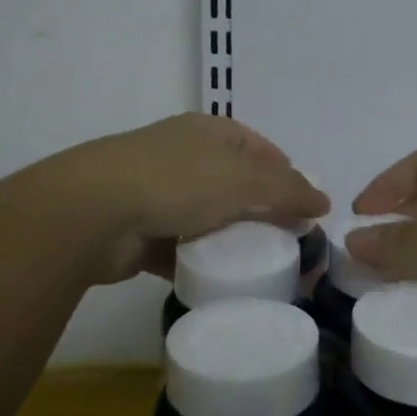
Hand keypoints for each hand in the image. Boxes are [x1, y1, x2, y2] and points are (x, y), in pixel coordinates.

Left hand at [55, 113, 327, 285]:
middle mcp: (185, 156)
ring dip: (231, 242)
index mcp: (210, 132)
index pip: (261, 149)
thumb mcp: (244, 180)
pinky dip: (200, 263)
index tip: (307, 210)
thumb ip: (288, 190)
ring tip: (260, 270)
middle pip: (236, 185)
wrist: (93, 212)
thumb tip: (324, 200)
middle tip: (290, 246)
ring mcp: (158, 193)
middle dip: (262, 213)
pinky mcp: (141, 231)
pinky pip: (182, 248)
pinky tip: (220, 283)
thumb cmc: (176, 181)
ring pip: (209, 219)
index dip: (287, 175)